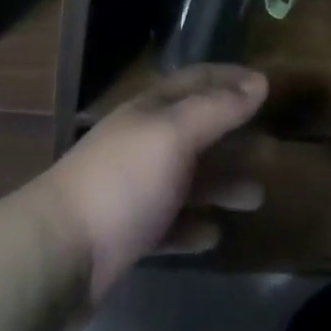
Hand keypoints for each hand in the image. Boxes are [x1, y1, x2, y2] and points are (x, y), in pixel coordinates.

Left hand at [26, 65, 268, 303]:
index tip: (266, 84)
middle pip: (196, 130)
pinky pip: (171, 223)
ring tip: (257, 195)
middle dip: (233, 134)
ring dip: (222, 183)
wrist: (59, 252)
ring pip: (188, 178)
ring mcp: (135, 187)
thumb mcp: (174, 135)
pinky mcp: (129, 233)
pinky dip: (194, 224)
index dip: (231, 78)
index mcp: (152, 109)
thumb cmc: (123, 180)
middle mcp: (144, 141)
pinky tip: (214, 234)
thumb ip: (217, 109)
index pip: (197, 80)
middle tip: (271, 145)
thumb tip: (259, 81)